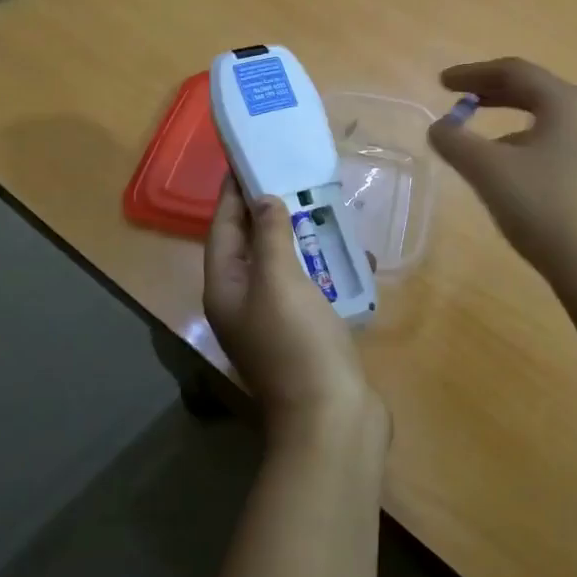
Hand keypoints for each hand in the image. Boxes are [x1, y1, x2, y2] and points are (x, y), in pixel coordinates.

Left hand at [203, 178, 381, 444]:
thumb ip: (270, 236)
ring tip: (324, 206)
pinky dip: (327, 269)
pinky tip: (353, 255)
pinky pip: (312, 289)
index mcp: (226, 290)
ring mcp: (276, 322)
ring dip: (302, 238)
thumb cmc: (298, 342)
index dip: (232, 195)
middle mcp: (244, 304)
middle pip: (251, 247)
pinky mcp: (307, 334)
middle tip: (293, 176)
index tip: (247, 160)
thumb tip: (265, 201)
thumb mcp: (279, 280)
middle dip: (269, 212)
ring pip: (284, 267)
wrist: (332, 416)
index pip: (222, 229)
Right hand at [427, 58, 576, 288]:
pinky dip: (529, 144)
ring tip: (481, 142)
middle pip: (535, 91)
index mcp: (568, 103)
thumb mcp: (490, 172)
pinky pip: (561, 144)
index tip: (440, 83)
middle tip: (459, 102)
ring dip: (510, 121)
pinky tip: (514, 173)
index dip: (473, 73)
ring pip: (549, 120)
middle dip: (492, 94)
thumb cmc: (544, 209)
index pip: (515, 72)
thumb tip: (438, 127)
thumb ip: (456, 142)